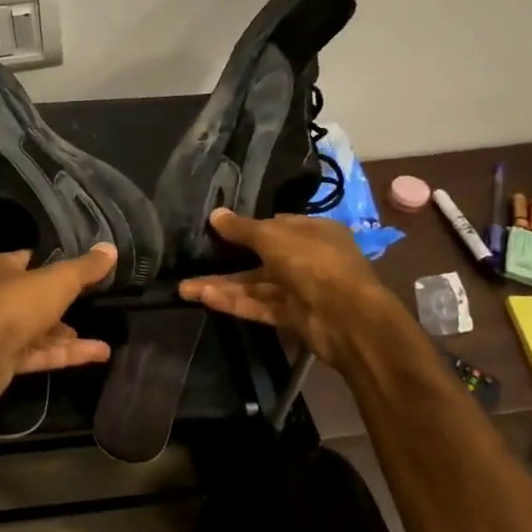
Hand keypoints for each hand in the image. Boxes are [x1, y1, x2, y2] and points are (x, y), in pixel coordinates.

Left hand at [0, 244, 116, 408]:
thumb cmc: (16, 304)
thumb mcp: (58, 280)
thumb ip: (85, 268)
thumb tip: (110, 248)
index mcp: (2, 269)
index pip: (31, 259)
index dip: (56, 260)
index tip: (85, 265)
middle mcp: (0, 297)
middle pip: (37, 296)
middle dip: (64, 301)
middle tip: (96, 300)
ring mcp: (3, 331)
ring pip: (41, 329)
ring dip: (69, 333)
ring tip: (104, 332)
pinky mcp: (8, 360)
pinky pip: (44, 353)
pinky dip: (69, 353)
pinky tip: (101, 353)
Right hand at [177, 209, 385, 364]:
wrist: (347, 318)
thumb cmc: (313, 262)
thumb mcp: (273, 236)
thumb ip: (242, 228)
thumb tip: (215, 214)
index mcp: (313, 231)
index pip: (276, 225)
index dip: (247, 226)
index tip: (217, 228)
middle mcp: (308, 258)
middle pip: (261, 257)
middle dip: (226, 260)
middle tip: (193, 260)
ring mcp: (300, 289)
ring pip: (255, 284)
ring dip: (222, 285)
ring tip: (184, 287)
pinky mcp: (292, 316)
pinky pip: (259, 305)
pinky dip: (234, 302)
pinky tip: (204, 297)